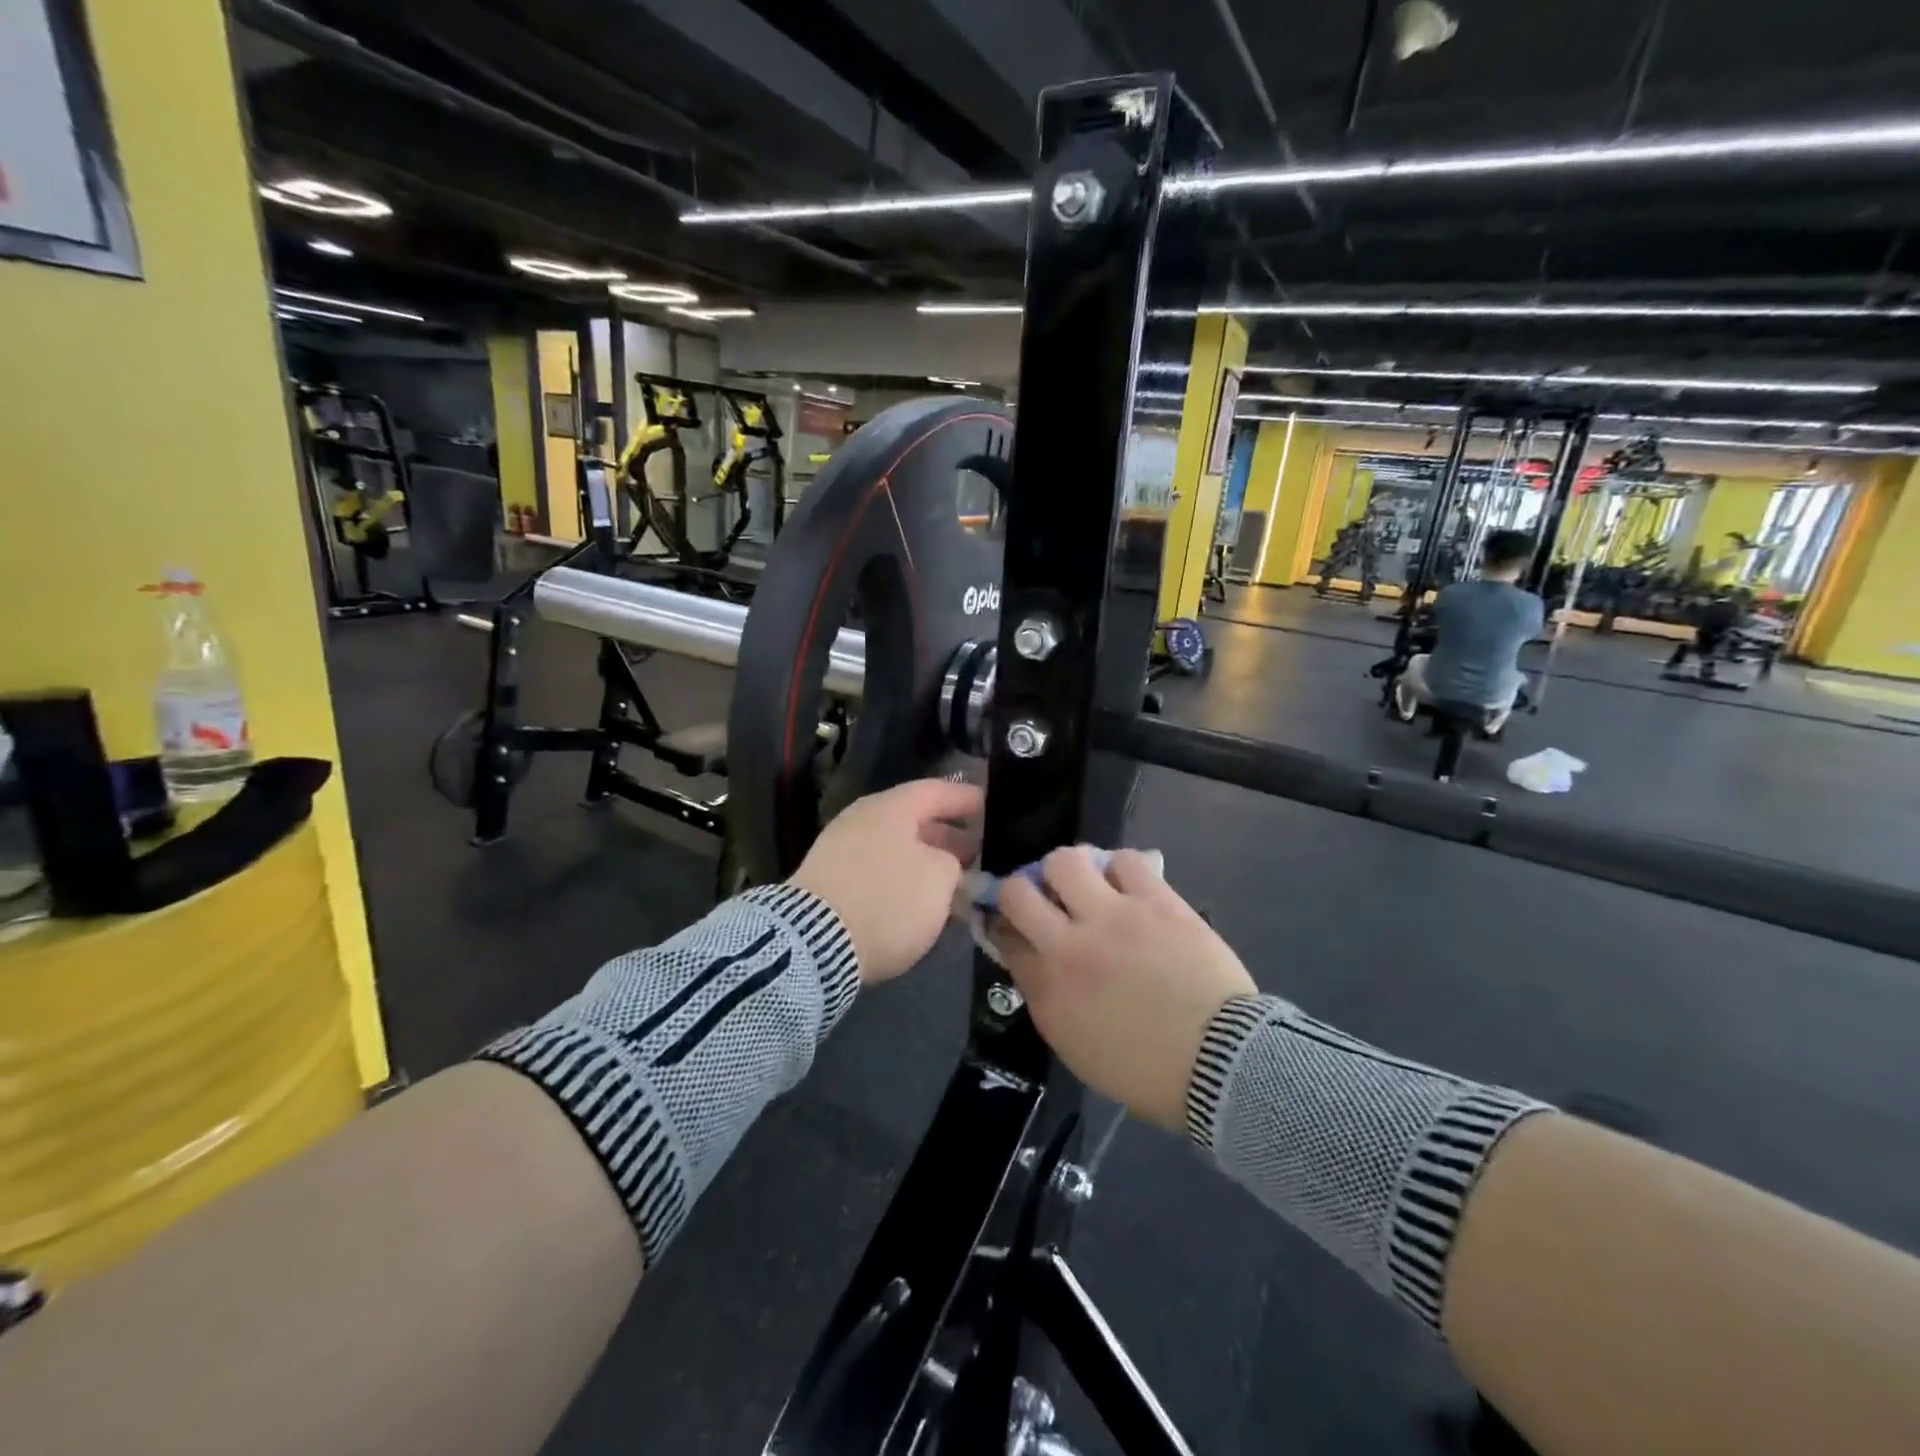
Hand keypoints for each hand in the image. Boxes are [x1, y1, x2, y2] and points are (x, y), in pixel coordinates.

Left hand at [789, 779, 981, 983]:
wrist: (814, 942)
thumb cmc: (887, 899)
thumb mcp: (940, 878)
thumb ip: (953, 863)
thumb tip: (945, 864)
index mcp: (892, 807)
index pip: (936, 791)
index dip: (965, 798)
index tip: (990, 805)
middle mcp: (864, 820)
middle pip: (914, 820)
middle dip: (948, 836)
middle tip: (978, 851)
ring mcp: (842, 850)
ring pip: (896, 847)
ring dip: (926, 861)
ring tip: (955, 882)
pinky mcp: (830, 883)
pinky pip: (878, 870)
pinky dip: (903, 879)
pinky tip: (920, 901)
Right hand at [992, 847, 1255, 1131]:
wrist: (1221, 1064)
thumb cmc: (1145, 1069)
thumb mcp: (1075, 1045)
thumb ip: (1046, 996)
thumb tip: (1032, 957)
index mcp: (1049, 987)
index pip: (1005, 936)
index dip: (1003, 925)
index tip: (1012, 924)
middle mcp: (1070, 944)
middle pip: (1018, 890)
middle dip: (1021, 890)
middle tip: (1042, 897)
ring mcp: (1114, 916)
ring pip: (1066, 860)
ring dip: (1068, 870)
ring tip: (1085, 883)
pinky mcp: (1156, 901)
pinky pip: (1125, 860)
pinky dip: (1119, 867)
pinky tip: (1125, 883)